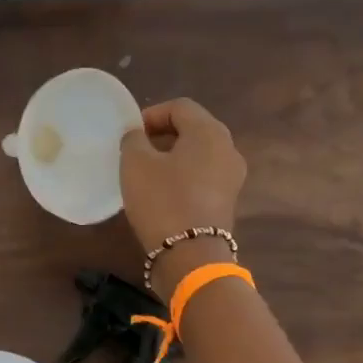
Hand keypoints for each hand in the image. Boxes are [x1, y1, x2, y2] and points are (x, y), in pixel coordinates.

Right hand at [120, 98, 247, 255]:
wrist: (190, 255)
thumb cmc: (162, 200)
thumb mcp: (135, 164)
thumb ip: (134, 140)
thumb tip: (138, 135)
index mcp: (209, 132)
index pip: (180, 107)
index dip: (152, 114)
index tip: (130, 134)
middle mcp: (228, 149)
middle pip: (193, 129)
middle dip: (163, 135)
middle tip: (136, 150)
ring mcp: (232, 177)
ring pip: (199, 154)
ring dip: (173, 157)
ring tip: (146, 172)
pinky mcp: (227, 201)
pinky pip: (203, 176)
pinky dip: (183, 176)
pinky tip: (162, 192)